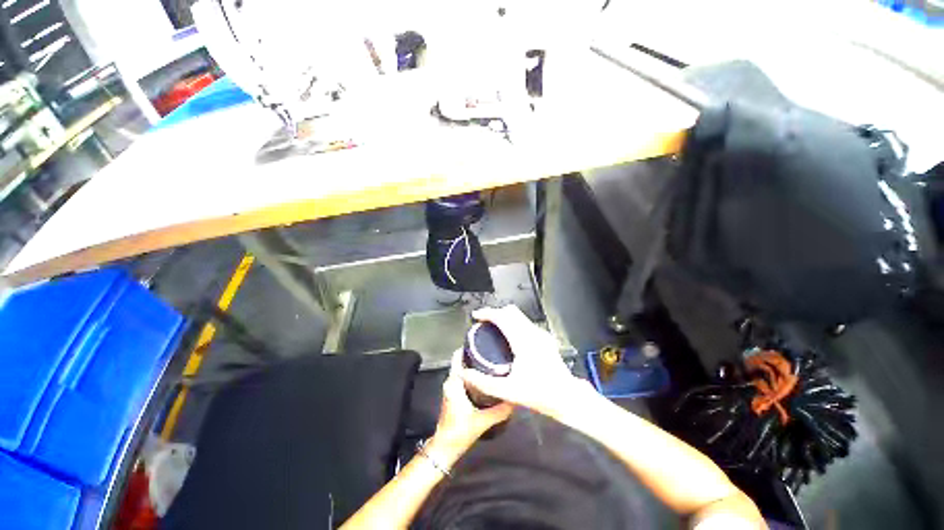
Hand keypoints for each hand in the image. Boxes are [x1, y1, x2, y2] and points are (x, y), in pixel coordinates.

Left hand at [430, 350, 513, 457]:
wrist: (446, 447)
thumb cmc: (460, 432)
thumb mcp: (483, 420)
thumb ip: (500, 410)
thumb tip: (516, 399)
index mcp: (454, 382)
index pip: (458, 357)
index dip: (469, 348)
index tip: (483, 342)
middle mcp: (450, 381)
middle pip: (461, 361)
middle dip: (475, 354)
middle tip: (492, 351)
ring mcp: (451, 386)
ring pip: (462, 368)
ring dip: (474, 364)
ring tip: (491, 361)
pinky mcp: (453, 392)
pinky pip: (463, 376)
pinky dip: (472, 372)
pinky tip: (485, 375)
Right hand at [461, 305, 589, 417]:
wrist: (567, 397)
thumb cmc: (540, 394)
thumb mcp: (508, 391)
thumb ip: (484, 382)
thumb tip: (466, 374)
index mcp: (523, 341)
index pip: (502, 317)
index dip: (487, 313)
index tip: (476, 316)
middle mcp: (532, 333)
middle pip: (510, 311)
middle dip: (494, 312)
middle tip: (483, 322)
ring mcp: (540, 334)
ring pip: (519, 315)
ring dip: (504, 317)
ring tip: (492, 327)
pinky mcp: (545, 338)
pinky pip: (525, 323)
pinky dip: (513, 323)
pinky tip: (508, 337)